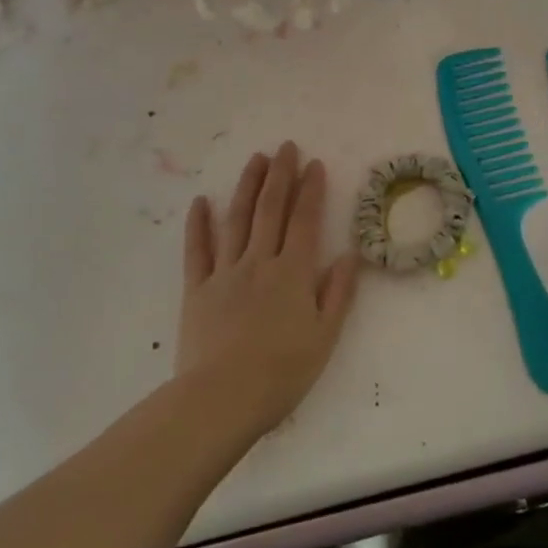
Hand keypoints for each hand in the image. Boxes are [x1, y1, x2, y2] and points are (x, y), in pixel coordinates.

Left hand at [176, 142, 360, 433]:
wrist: (220, 400)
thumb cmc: (281, 373)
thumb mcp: (324, 338)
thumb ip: (338, 293)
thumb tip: (351, 255)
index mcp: (293, 273)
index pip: (305, 220)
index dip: (311, 190)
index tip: (314, 163)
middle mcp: (260, 262)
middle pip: (270, 209)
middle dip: (280, 175)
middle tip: (285, 147)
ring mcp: (225, 273)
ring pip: (236, 220)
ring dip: (246, 186)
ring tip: (255, 160)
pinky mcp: (197, 289)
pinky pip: (197, 251)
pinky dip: (198, 224)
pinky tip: (200, 201)